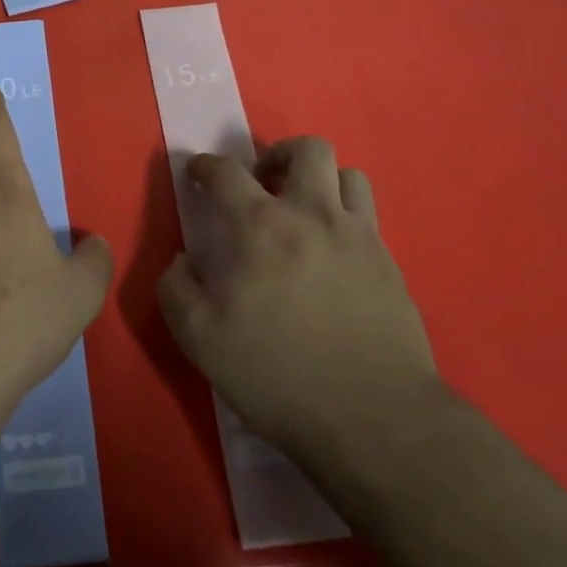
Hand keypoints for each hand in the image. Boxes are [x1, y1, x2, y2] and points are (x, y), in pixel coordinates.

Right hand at [157, 136, 438, 454]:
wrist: (373, 417)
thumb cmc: (277, 375)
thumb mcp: (200, 339)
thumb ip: (176, 289)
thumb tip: (180, 261)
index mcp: (260, 227)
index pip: (226, 172)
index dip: (204, 165)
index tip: (197, 173)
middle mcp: (313, 215)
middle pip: (306, 149)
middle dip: (277, 155)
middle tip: (261, 184)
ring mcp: (359, 236)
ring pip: (348, 174)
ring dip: (319, 181)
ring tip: (303, 211)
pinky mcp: (390, 262)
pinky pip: (368, 215)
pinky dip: (345, 215)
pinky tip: (332, 252)